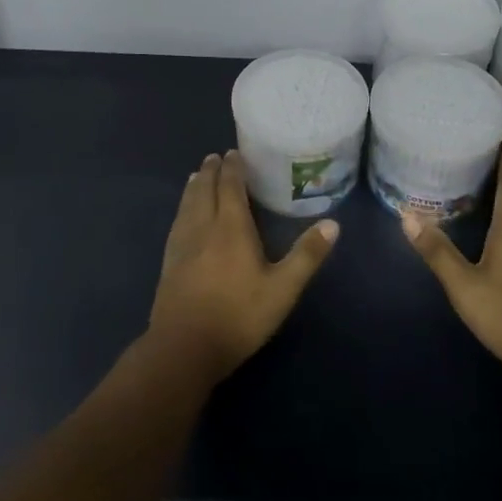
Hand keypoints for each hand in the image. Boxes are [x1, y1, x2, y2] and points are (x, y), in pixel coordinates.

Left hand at [148, 151, 338, 383]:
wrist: (184, 347)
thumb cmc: (238, 316)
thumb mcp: (282, 289)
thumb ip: (306, 256)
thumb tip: (333, 223)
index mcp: (231, 228)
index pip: (230, 187)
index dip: (232, 168)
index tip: (234, 152)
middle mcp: (203, 228)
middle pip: (205, 190)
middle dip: (211, 171)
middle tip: (215, 157)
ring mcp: (182, 245)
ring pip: (187, 204)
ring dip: (195, 186)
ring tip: (198, 175)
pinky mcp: (169, 263)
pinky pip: (177, 222)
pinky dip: (183, 207)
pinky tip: (183, 215)